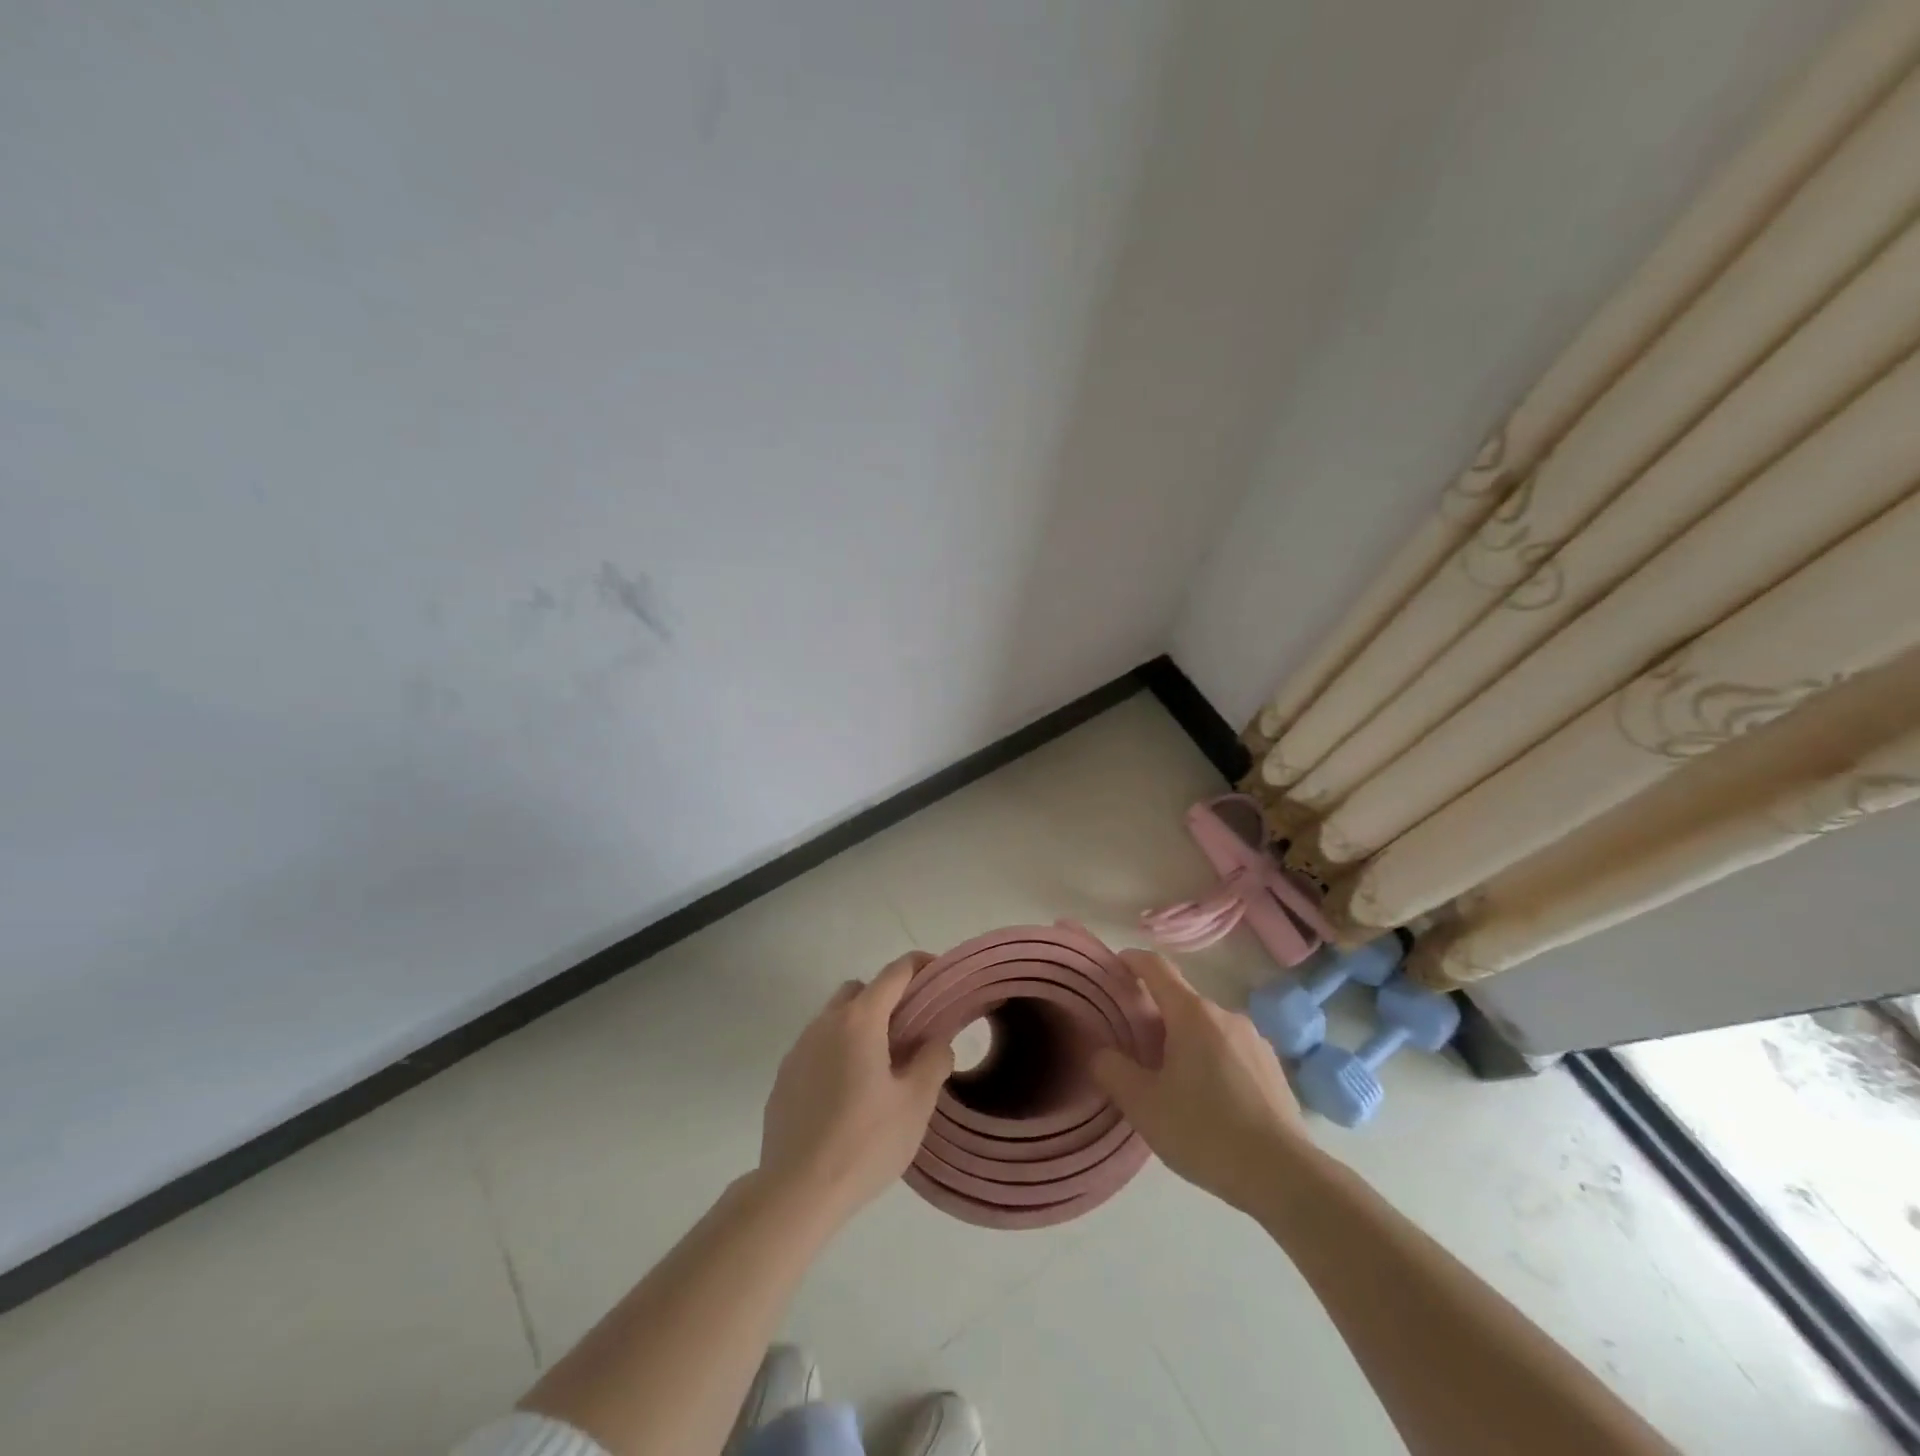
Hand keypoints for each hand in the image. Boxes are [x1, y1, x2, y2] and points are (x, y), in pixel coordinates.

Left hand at [758, 953, 954, 1226]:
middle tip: (910, 1031)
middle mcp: (824, 1023)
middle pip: (859, 990)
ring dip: (860, 1027)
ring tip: (881, 1067)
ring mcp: (798, 1049)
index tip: (939, 974)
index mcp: (860, 1021)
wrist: (796, 1191)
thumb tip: (937, 1041)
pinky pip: (816, 1048)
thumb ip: (933, 1061)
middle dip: (886, 998)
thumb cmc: (864, 1142)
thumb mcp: (915, 1104)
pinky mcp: (784, 1077)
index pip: (894, 973)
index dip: (919, 966)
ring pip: (834, 1018)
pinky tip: (848, 1094)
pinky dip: (837, 1053)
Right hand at [1092, 949, 1310, 1212]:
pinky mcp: (1274, 1069)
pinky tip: (1209, 1101)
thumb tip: (1099, 1052)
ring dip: (1185, 1042)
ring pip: (1207, 1029)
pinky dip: (1212, 1061)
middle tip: (1135, 1048)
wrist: (1284, 1176)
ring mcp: (1255, 1041)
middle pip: (1182, 1002)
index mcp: (1192, 1014)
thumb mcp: (1143, 1105)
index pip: (1157, 968)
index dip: (1133, 960)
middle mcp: (1225, 1015)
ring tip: (1172, 1080)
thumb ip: (1112, 1070)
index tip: (1116, 964)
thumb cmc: (1204, 1131)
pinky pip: (1231, 1052)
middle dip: (1156, 1016)